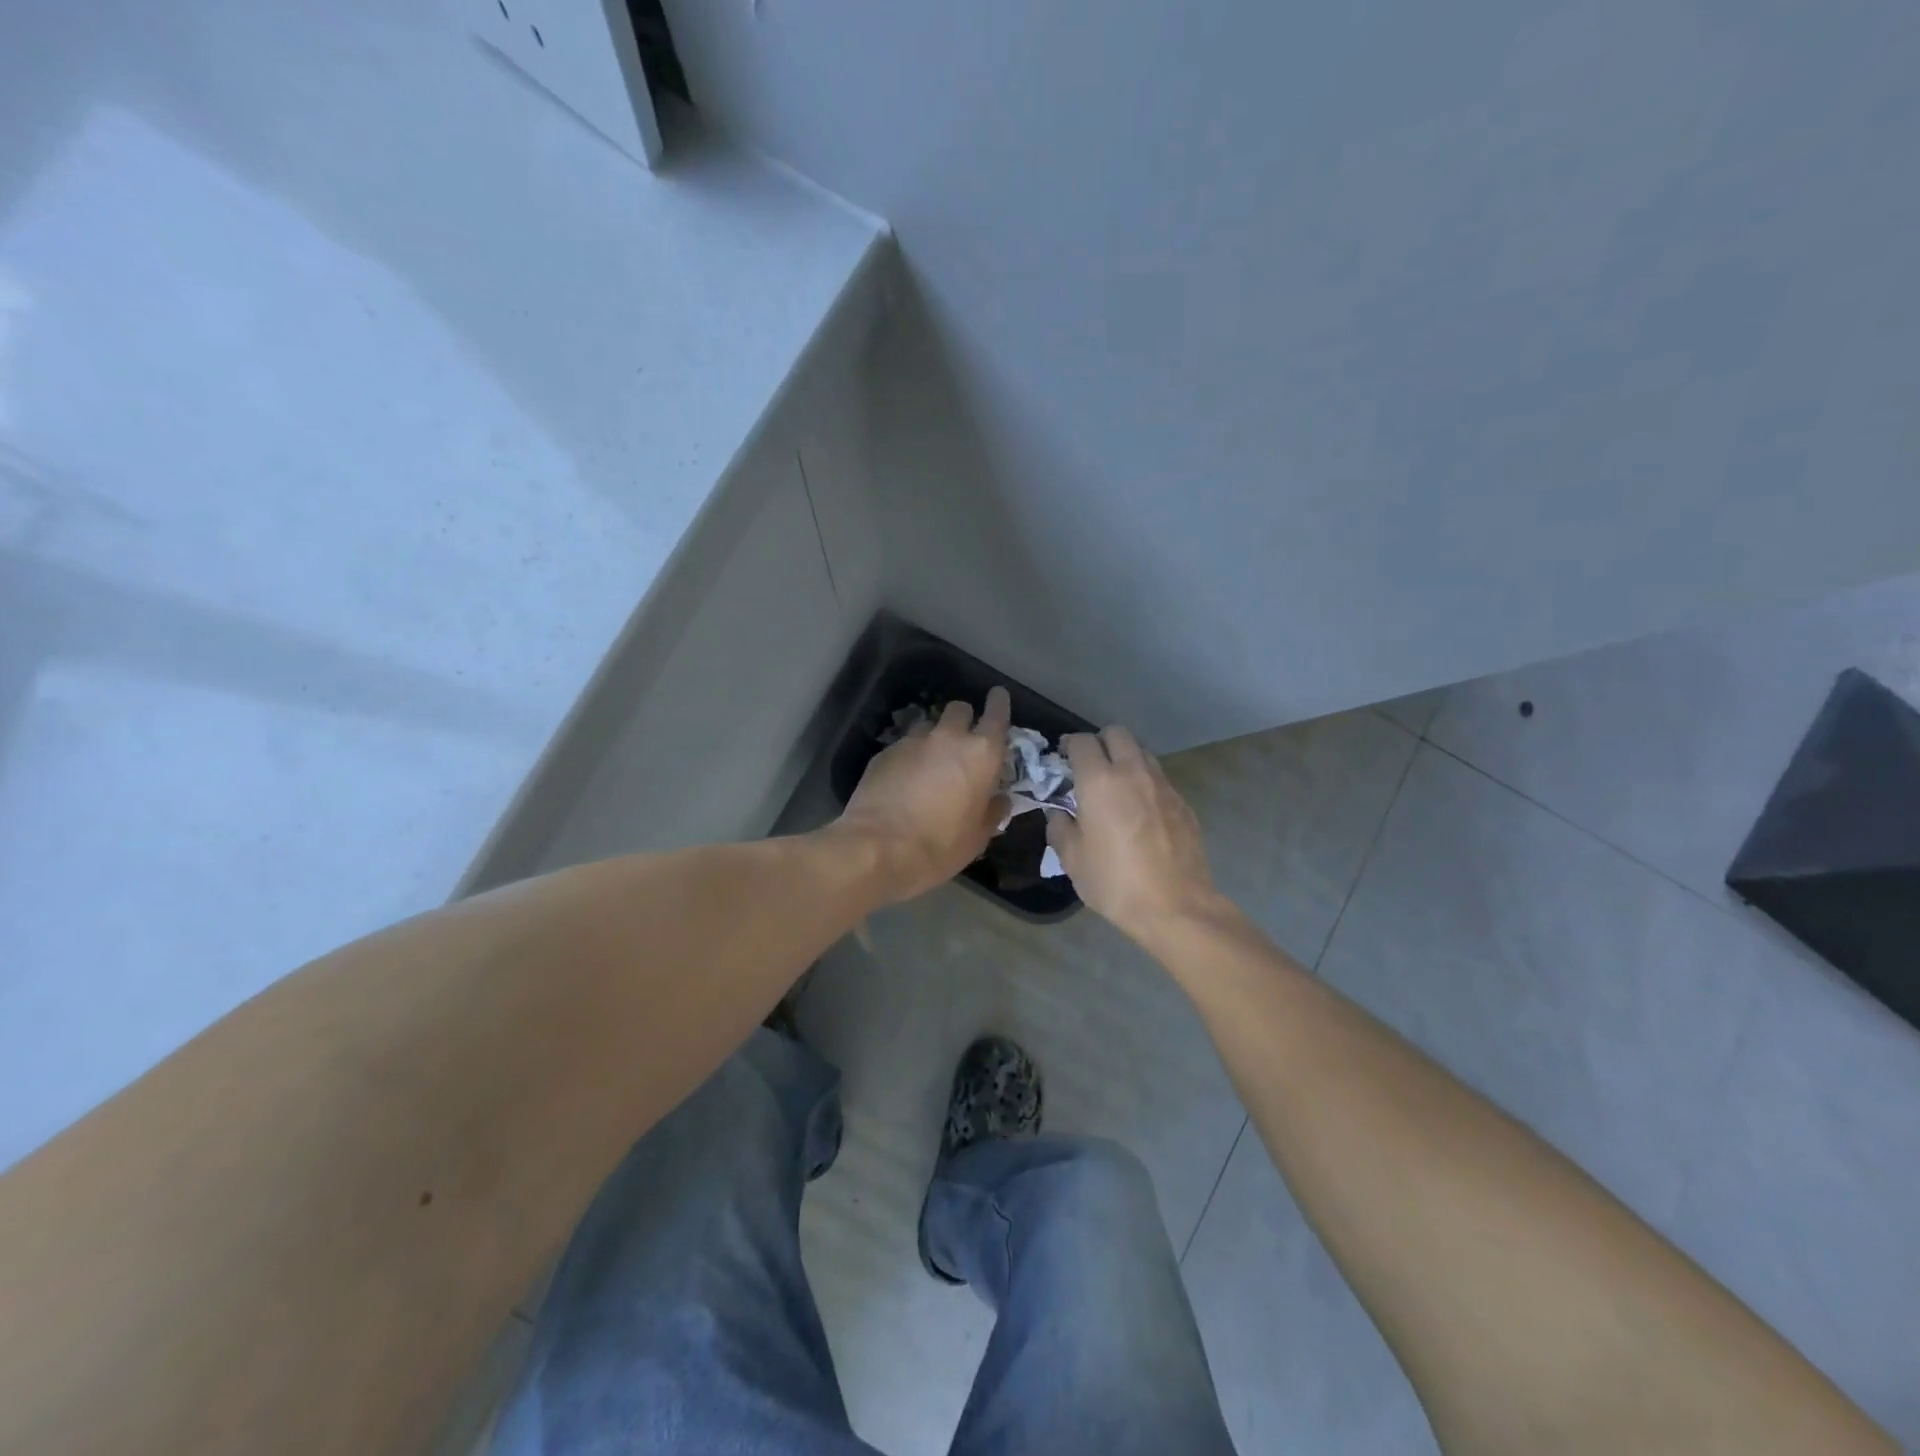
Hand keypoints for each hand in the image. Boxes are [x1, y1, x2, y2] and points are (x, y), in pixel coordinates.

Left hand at [836, 687, 1011, 903]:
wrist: (878, 848)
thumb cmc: (940, 846)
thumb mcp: (978, 837)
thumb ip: (992, 811)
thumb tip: (1000, 799)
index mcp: (981, 754)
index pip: (997, 714)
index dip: (999, 703)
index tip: (998, 698)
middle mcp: (948, 738)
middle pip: (959, 709)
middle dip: (964, 720)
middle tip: (963, 742)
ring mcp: (913, 742)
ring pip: (929, 726)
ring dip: (934, 738)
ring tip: (930, 764)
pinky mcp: (885, 752)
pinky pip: (904, 746)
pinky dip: (909, 757)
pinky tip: (904, 780)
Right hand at [1046, 727, 1222, 941]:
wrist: (1176, 906)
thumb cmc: (1115, 882)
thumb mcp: (1072, 860)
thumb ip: (1060, 828)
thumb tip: (1060, 814)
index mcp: (1100, 782)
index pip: (1082, 742)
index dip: (1068, 745)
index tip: (1062, 759)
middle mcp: (1133, 772)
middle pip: (1117, 733)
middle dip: (1100, 743)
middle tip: (1089, 767)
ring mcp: (1163, 785)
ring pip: (1142, 752)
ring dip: (1125, 759)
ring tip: (1116, 786)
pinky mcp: (1182, 802)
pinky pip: (1159, 777)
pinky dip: (1145, 782)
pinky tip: (1140, 810)